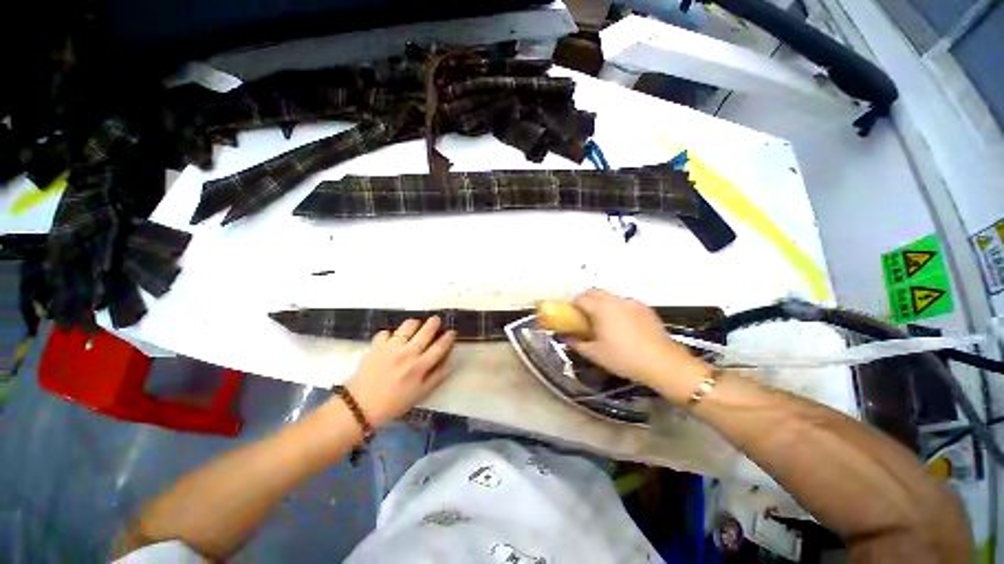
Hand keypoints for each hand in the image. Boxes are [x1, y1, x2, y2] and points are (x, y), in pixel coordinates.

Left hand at [344, 317, 456, 425]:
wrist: (361, 406)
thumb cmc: (394, 402)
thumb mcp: (420, 394)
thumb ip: (437, 377)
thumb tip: (451, 362)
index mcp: (420, 366)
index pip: (440, 346)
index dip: (448, 337)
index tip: (452, 332)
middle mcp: (408, 353)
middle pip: (426, 331)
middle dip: (434, 323)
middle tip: (437, 320)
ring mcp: (392, 347)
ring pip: (408, 325)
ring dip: (415, 323)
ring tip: (416, 325)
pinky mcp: (377, 345)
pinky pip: (387, 332)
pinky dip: (391, 334)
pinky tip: (392, 339)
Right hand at [568, 289, 709, 401]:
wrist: (663, 363)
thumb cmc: (624, 358)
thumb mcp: (595, 354)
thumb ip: (577, 343)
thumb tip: (567, 337)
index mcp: (601, 307)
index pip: (581, 298)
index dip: (573, 307)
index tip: (571, 318)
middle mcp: (616, 300)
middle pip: (595, 293)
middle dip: (586, 302)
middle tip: (585, 319)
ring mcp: (632, 302)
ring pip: (611, 298)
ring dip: (602, 305)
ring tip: (605, 324)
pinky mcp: (645, 308)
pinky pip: (625, 304)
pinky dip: (618, 309)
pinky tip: (623, 327)